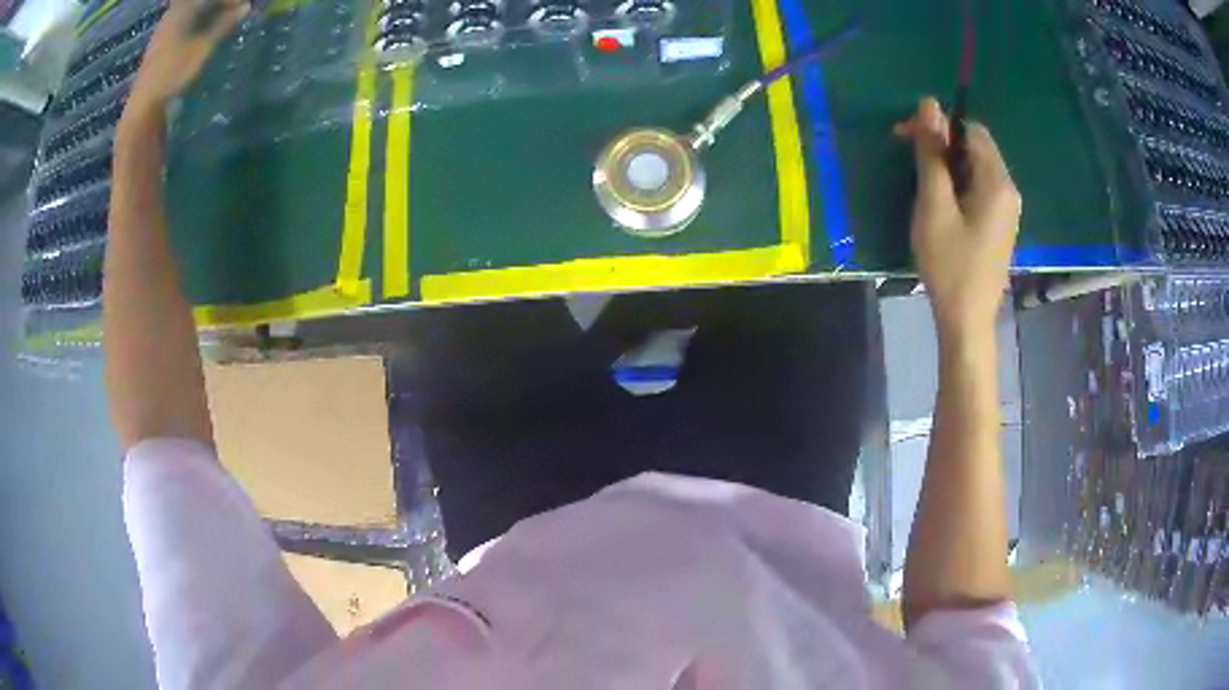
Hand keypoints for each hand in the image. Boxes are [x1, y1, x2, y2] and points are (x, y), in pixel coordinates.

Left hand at [126, 0, 248, 114]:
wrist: (143, 105)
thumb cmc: (173, 73)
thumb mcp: (203, 47)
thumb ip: (225, 25)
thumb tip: (246, 7)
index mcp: (183, 9)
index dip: (229, 1)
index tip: (244, 6)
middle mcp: (173, 13)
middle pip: (200, 2)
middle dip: (220, 5)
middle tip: (236, 12)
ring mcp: (165, 28)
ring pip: (193, 12)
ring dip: (210, 13)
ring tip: (225, 22)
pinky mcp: (161, 43)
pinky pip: (185, 22)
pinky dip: (199, 23)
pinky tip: (206, 33)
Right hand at [894, 97, 1021, 335]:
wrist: (967, 320)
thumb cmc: (950, 264)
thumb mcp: (934, 205)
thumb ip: (932, 154)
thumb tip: (929, 104)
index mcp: (997, 182)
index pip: (971, 129)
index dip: (939, 126)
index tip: (909, 139)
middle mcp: (1009, 190)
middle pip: (975, 147)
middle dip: (942, 145)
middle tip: (910, 160)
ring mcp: (1007, 209)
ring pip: (976, 167)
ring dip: (948, 165)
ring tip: (923, 184)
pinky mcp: (1000, 224)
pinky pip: (980, 188)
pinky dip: (958, 184)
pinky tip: (941, 203)